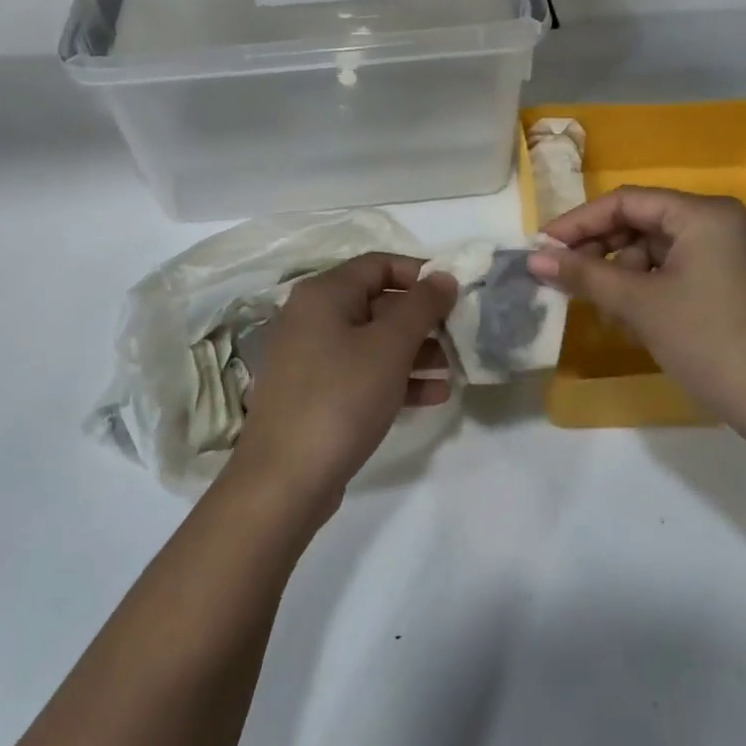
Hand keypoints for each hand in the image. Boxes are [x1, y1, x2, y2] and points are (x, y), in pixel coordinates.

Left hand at [229, 253, 457, 520]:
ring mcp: (311, 357)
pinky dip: (395, 378)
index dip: (421, 273)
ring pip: (373, 341)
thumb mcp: (390, 347)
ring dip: (415, 351)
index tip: (455, 293)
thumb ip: (422, 306)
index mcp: (324, 293)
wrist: (284, 481)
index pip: (380, 264)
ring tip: (454, 370)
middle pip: (378, 303)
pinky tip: (433, 396)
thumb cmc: (341, 398)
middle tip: (461, 335)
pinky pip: (362, 372)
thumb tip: (443, 276)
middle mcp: (313, 317)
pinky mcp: (316, 393)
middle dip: (422, 319)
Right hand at [528, 186, 745, 439]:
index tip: (543, 247)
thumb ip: (584, 274)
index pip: (626, 202)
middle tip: (565, 278)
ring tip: (603, 309)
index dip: (579, 223)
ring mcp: (736, 252)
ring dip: (625, 273)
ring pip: (661, 249)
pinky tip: (635, 319)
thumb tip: (534, 258)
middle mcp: (723, 221)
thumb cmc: (710, 342)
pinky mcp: (741, 281)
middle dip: (602, 250)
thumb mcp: (639, 305)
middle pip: (644, 222)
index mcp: (704, 213)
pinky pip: (683, 269)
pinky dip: (653, 287)